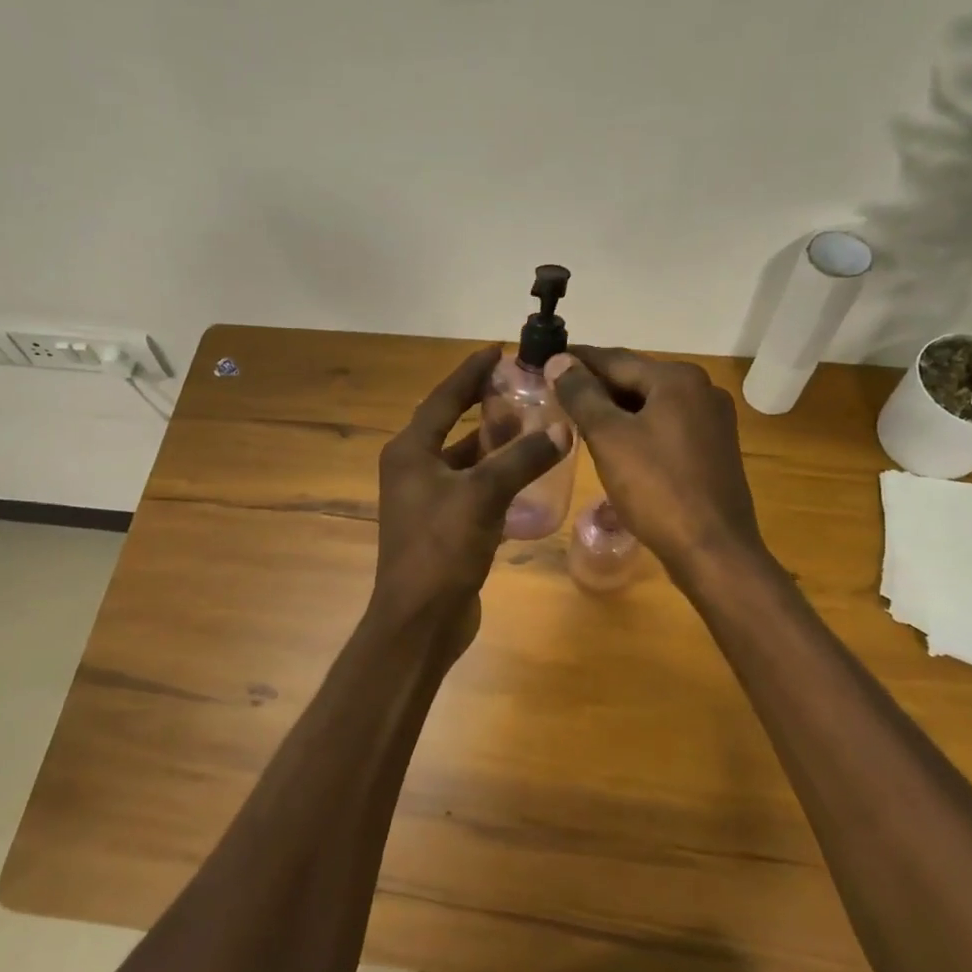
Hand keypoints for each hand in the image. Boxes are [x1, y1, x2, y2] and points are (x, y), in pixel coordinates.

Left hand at [372, 347, 568, 638]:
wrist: (420, 621)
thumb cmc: (441, 549)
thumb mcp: (483, 495)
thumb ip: (522, 459)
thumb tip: (561, 429)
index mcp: (410, 452)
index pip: (444, 399)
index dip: (470, 373)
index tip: (497, 351)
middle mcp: (413, 469)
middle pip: (453, 425)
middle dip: (486, 406)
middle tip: (523, 388)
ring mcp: (427, 499)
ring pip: (465, 458)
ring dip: (494, 443)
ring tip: (532, 425)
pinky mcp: (443, 525)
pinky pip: (473, 487)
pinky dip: (496, 477)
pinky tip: (527, 474)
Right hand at [548, 347, 765, 579]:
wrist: (713, 550)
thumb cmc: (657, 488)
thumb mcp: (609, 438)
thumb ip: (582, 395)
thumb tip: (559, 360)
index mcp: (678, 379)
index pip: (614, 359)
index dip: (576, 360)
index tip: (544, 360)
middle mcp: (702, 390)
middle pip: (636, 379)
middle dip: (595, 386)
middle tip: (554, 392)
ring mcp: (713, 421)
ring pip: (651, 405)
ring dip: (615, 408)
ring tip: (576, 417)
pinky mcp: (714, 449)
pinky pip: (666, 427)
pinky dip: (637, 428)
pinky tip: (614, 443)